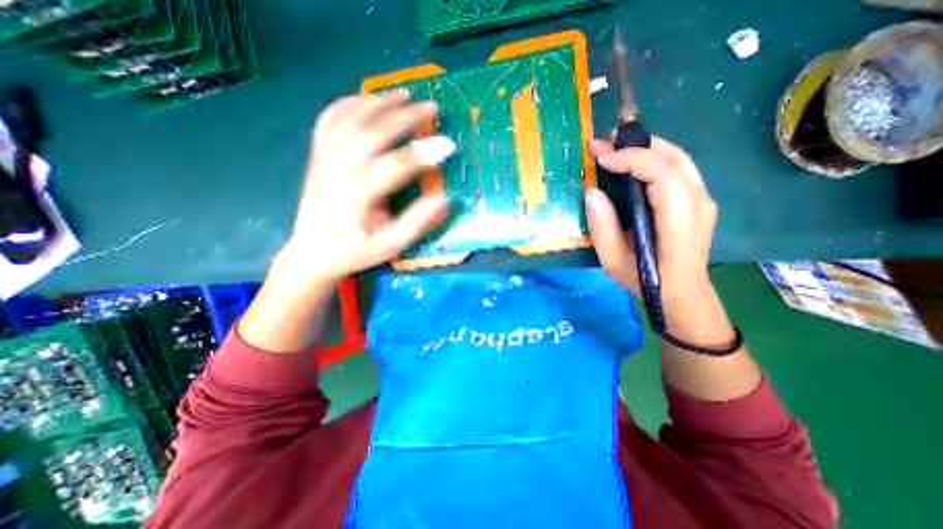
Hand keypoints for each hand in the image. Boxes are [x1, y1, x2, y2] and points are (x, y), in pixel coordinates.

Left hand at [277, 92, 456, 287]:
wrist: (313, 252)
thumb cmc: (355, 251)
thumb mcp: (391, 245)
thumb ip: (416, 222)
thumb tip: (443, 199)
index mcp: (359, 194)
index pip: (396, 166)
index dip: (424, 154)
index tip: (449, 144)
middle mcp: (339, 169)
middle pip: (373, 132)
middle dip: (406, 116)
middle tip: (432, 106)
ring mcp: (325, 158)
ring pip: (351, 118)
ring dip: (380, 102)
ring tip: (404, 94)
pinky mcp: (318, 155)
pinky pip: (330, 118)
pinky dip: (350, 103)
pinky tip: (367, 99)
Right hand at [588, 136, 718, 301]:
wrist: (681, 292)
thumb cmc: (645, 280)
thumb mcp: (613, 260)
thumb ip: (602, 227)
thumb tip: (592, 192)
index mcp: (679, 222)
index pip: (662, 175)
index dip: (631, 159)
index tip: (600, 157)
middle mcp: (699, 203)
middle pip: (673, 159)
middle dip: (636, 145)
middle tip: (603, 142)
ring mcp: (703, 199)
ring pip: (678, 158)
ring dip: (646, 146)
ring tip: (616, 145)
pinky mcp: (698, 198)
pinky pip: (679, 167)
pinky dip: (655, 156)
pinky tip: (634, 160)